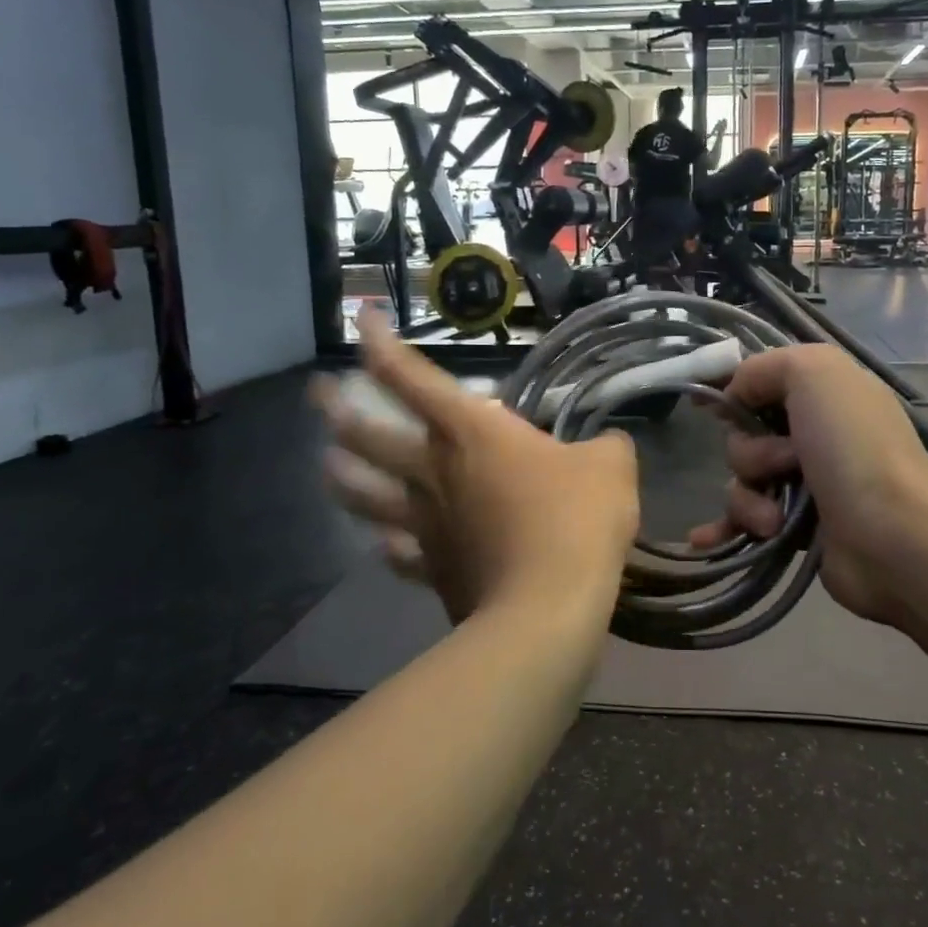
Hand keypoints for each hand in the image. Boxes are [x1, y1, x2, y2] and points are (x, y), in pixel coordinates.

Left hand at [321, 307, 639, 625]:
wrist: (547, 609)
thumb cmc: (575, 521)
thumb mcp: (611, 467)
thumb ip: (606, 447)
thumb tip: (607, 445)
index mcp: (471, 433)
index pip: (411, 377)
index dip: (379, 342)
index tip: (361, 317)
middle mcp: (434, 472)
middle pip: (368, 436)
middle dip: (337, 410)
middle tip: (316, 395)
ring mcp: (427, 524)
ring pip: (366, 496)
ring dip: (343, 478)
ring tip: (326, 465)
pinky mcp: (433, 570)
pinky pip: (400, 554)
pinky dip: (389, 547)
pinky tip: (382, 546)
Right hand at [689, 343, 927, 627]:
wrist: (894, 537)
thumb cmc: (853, 446)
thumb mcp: (814, 373)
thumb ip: (764, 367)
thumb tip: (735, 394)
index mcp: (825, 393)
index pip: (764, 381)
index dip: (732, 389)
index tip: (704, 404)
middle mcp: (816, 434)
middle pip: (745, 434)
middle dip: (750, 451)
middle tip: (785, 463)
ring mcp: (806, 483)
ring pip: (742, 480)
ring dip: (748, 497)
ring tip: (776, 518)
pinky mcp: (797, 527)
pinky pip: (745, 520)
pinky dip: (725, 528)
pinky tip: (702, 541)